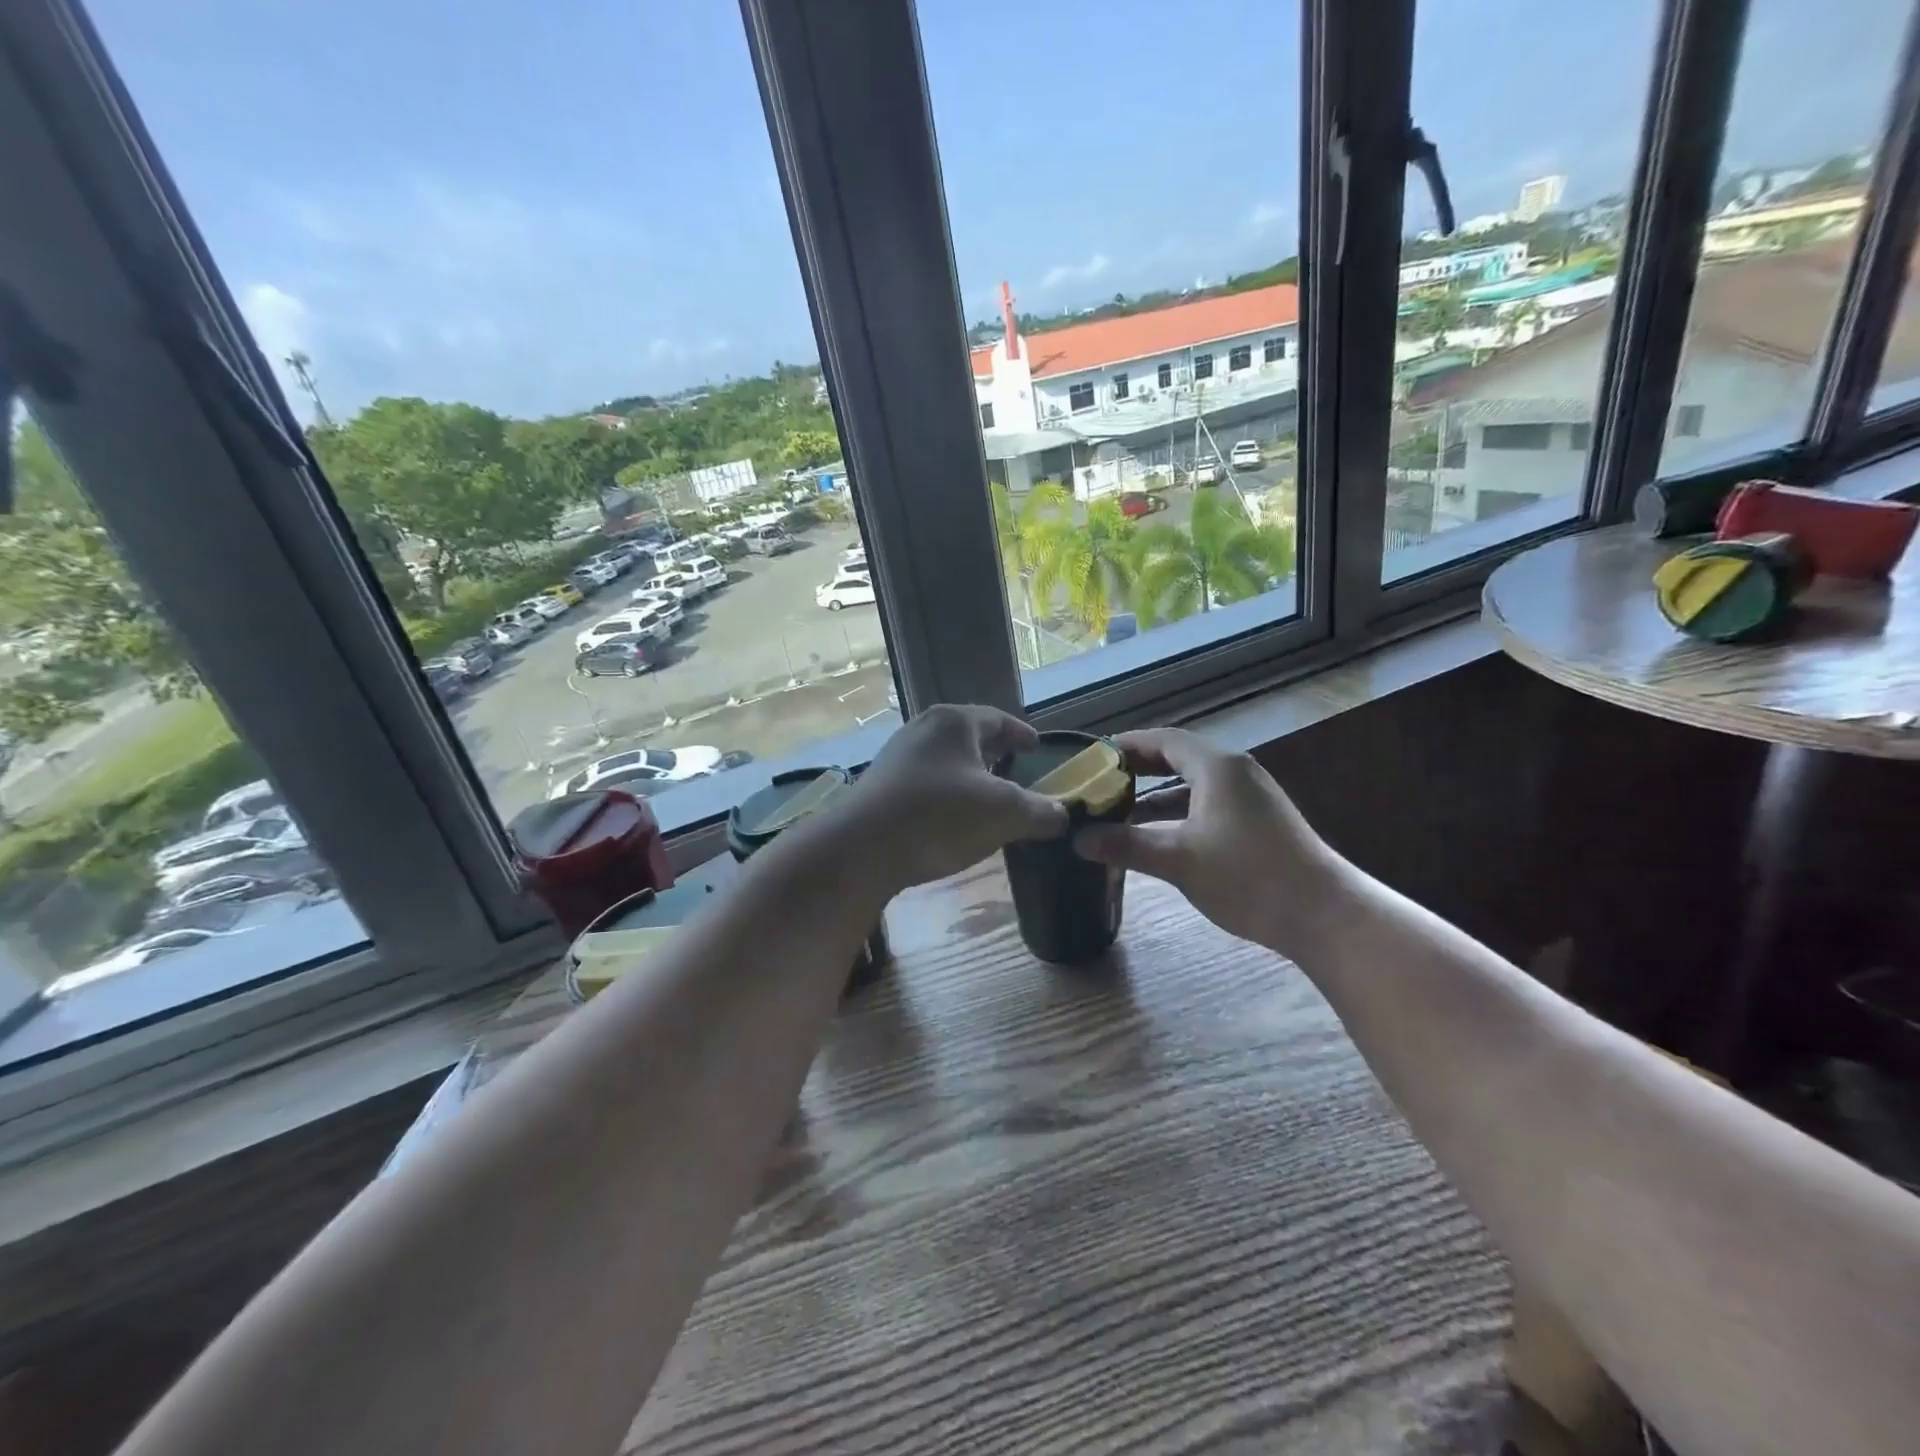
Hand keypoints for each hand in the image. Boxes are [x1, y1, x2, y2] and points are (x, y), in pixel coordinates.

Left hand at [842, 704, 1067, 891]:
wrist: (862, 848)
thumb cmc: (940, 816)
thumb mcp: (1004, 814)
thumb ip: (1041, 811)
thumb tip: (1063, 815)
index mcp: (954, 722)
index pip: (998, 719)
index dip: (1021, 734)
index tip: (1037, 747)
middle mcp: (922, 729)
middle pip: (968, 736)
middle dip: (994, 752)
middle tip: (1016, 767)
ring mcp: (897, 757)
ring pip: (945, 759)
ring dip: (968, 775)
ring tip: (987, 796)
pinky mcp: (881, 786)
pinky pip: (925, 782)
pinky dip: (947, 793)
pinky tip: (953, 818)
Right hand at [1072, 728, 1340, 957]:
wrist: (1323, 914)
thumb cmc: (1248, 876)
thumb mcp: (1179, 859)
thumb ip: (1126, 845)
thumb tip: (1078, 840)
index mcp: (1217, 767)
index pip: (1163, 740)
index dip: (1126, 745)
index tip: (1093, 756)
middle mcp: (1235, 772)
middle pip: (1178, 759)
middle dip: (1138, 770)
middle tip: (1100, 782)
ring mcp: (1251, 798)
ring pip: (1192, 786)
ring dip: (1156, 797)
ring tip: (1119, 812)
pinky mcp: (1259, 823)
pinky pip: (1207, 805)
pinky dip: (1179, 815)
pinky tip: (1159, 839)